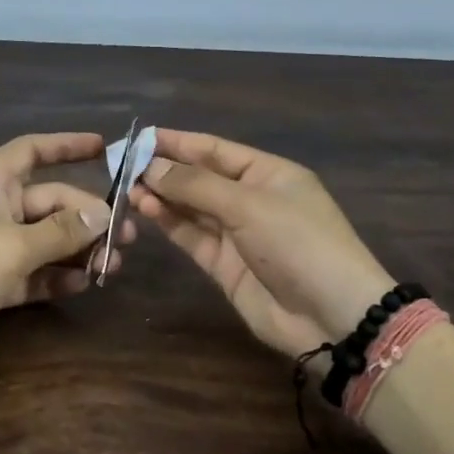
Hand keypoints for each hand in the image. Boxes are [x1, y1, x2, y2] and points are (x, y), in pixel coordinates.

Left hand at [0, 133, 135, 388]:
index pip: (32, 150)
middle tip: (127, 236)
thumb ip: (62, 230)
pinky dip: (57, 277)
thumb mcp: (14, 246)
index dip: (66, 145)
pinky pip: (34, 272)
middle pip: (51, 202)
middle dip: (88, 217)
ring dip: (78, 250)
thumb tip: (102, 214)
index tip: (103, 146)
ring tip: (113, 265)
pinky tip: (83, 284)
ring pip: (46, 240)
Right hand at [131, 129, 394, 356]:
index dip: (178, 142)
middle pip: (200, 178)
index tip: (138, 137)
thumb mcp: (249, 205)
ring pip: (191, 208)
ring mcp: (237, 233)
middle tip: (121, 166)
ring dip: (162, 197)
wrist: (331, 316)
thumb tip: (150, 166)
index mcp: (268, 173)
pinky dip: (169, 223)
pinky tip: (145, 210)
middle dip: (164, 170)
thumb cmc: (298, 243)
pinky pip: (192, 236)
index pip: (215, 149)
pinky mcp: (225, 265)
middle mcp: (251, 198)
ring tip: (127, 188)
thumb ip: (196, 185)